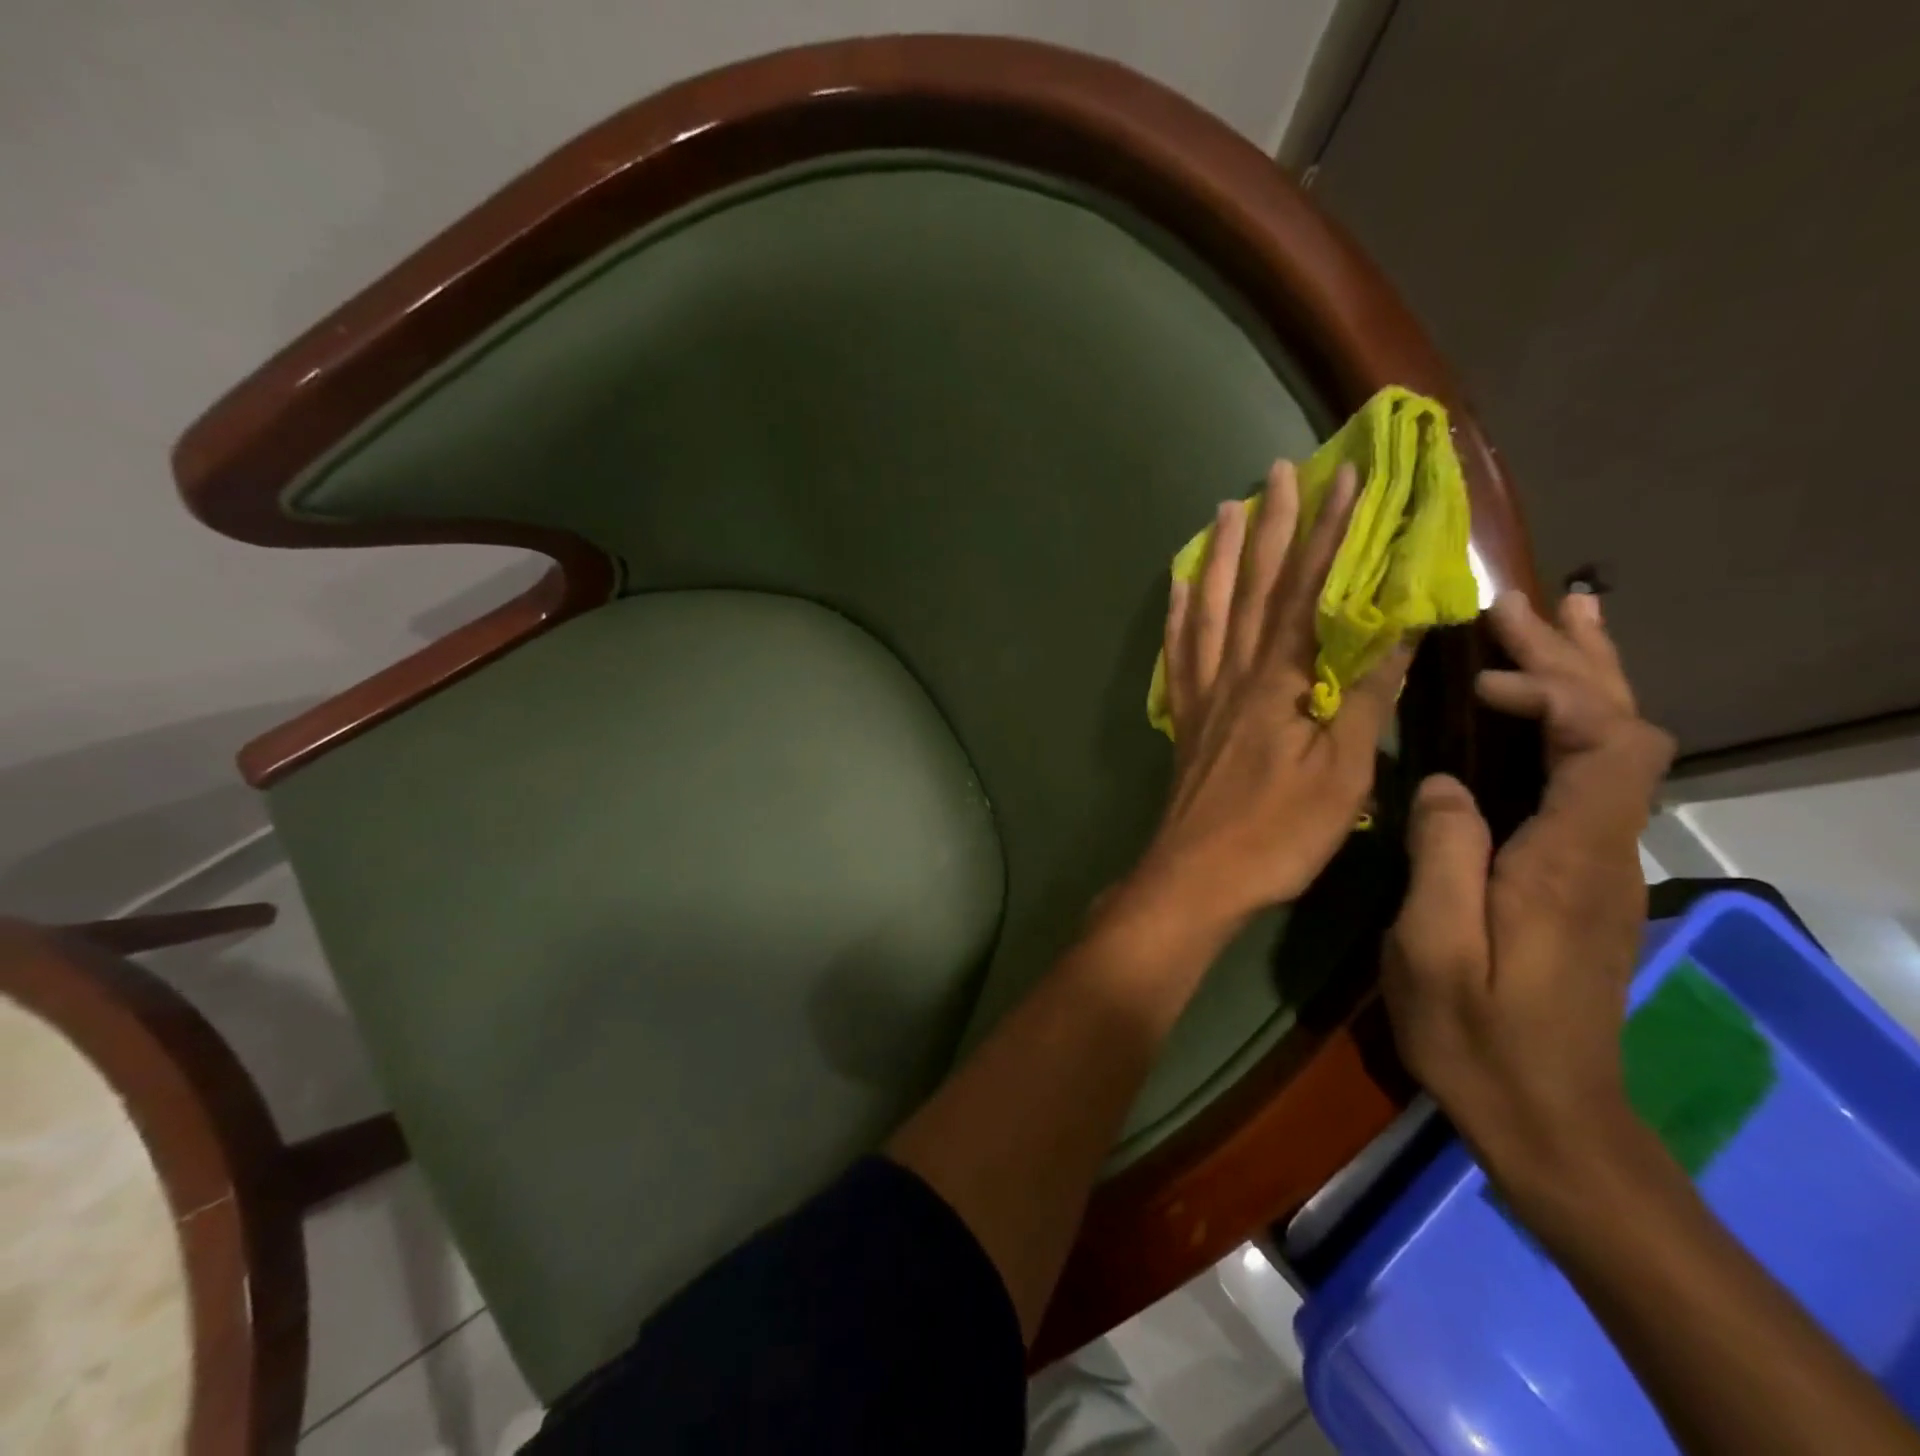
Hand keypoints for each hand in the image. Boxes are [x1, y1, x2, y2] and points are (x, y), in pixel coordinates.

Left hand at [1132, 460, 1409, 933]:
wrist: (1198, 874)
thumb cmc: (1278, 832)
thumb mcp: (1343, 771)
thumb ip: (1368, 696)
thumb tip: (1400, 627)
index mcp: (1281, 681)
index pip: (1310, 592)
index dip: (1329, 534)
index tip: (1346, 479)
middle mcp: (1236, 673)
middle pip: (1254, 587)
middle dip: (1271, 526)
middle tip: (1275, 471)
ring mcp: (1202, 693)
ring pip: (1210, 609)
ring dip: (1219, 557)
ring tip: (1223, 510)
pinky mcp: (1184, 717)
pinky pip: (1178, 653)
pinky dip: (1179, 615)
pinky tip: (1179, 589)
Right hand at [1381, 589, 1675, 1197]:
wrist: (1548, 1117)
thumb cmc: (1479, 1034)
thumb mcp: (1434, 946)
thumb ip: (1444, 854)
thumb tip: (1443, 781)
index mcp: (1570, 856)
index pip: (1607, 739)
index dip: (1554, 689)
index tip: (1478, 680)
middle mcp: (1604, 846)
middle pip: (1624, 725)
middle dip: (1574, 658)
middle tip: (1521, 604)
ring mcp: (1599, 861)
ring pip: (1617, 746)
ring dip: (1584, 678)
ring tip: (1556, 619)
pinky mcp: (1580, 875)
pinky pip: (1589, 775)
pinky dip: (1571, 721)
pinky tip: (1540, 709)